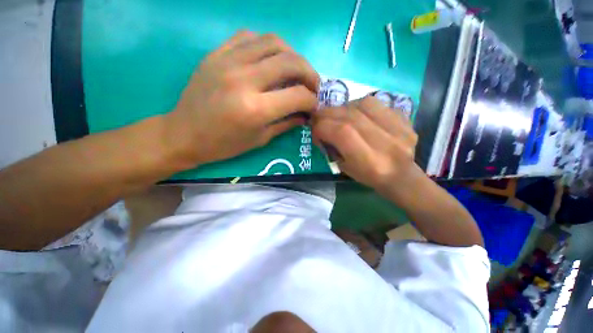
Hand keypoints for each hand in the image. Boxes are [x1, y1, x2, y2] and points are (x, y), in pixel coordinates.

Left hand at [165, 31, 319, 166]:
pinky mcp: (216, 53)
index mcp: (255, 109)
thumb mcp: (260, 139)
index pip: (297, 95)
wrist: (184, 133)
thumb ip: (286, 123)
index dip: (312, 100)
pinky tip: (270, 60)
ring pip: (273, 42)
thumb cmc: (224, 144)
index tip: (314, 105)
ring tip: (295, 71)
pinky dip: (267, 46)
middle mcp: (244, 79)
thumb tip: (306, 114)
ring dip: (292, 55)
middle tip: (313, 85)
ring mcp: (228, 60)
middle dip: (310, 73)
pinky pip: (250, 37)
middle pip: (291, 62)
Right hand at [311, 96, 418, 194]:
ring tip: (338, 114)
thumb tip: (321, 129)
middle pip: (349, 116)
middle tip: (319, 117)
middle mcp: (383, 141)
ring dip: (344, 107)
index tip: (315, 130)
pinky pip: (377, 103)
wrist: (400, 174)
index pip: (340, 132)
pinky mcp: (404, 119)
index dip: (322, 127)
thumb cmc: (368, 176)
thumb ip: (332, 147)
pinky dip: (360, 105)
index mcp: (368, 159)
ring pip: (363, 104)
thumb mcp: (344, 168)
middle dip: (328, 114)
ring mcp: (397, 127)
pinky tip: (356, 111)